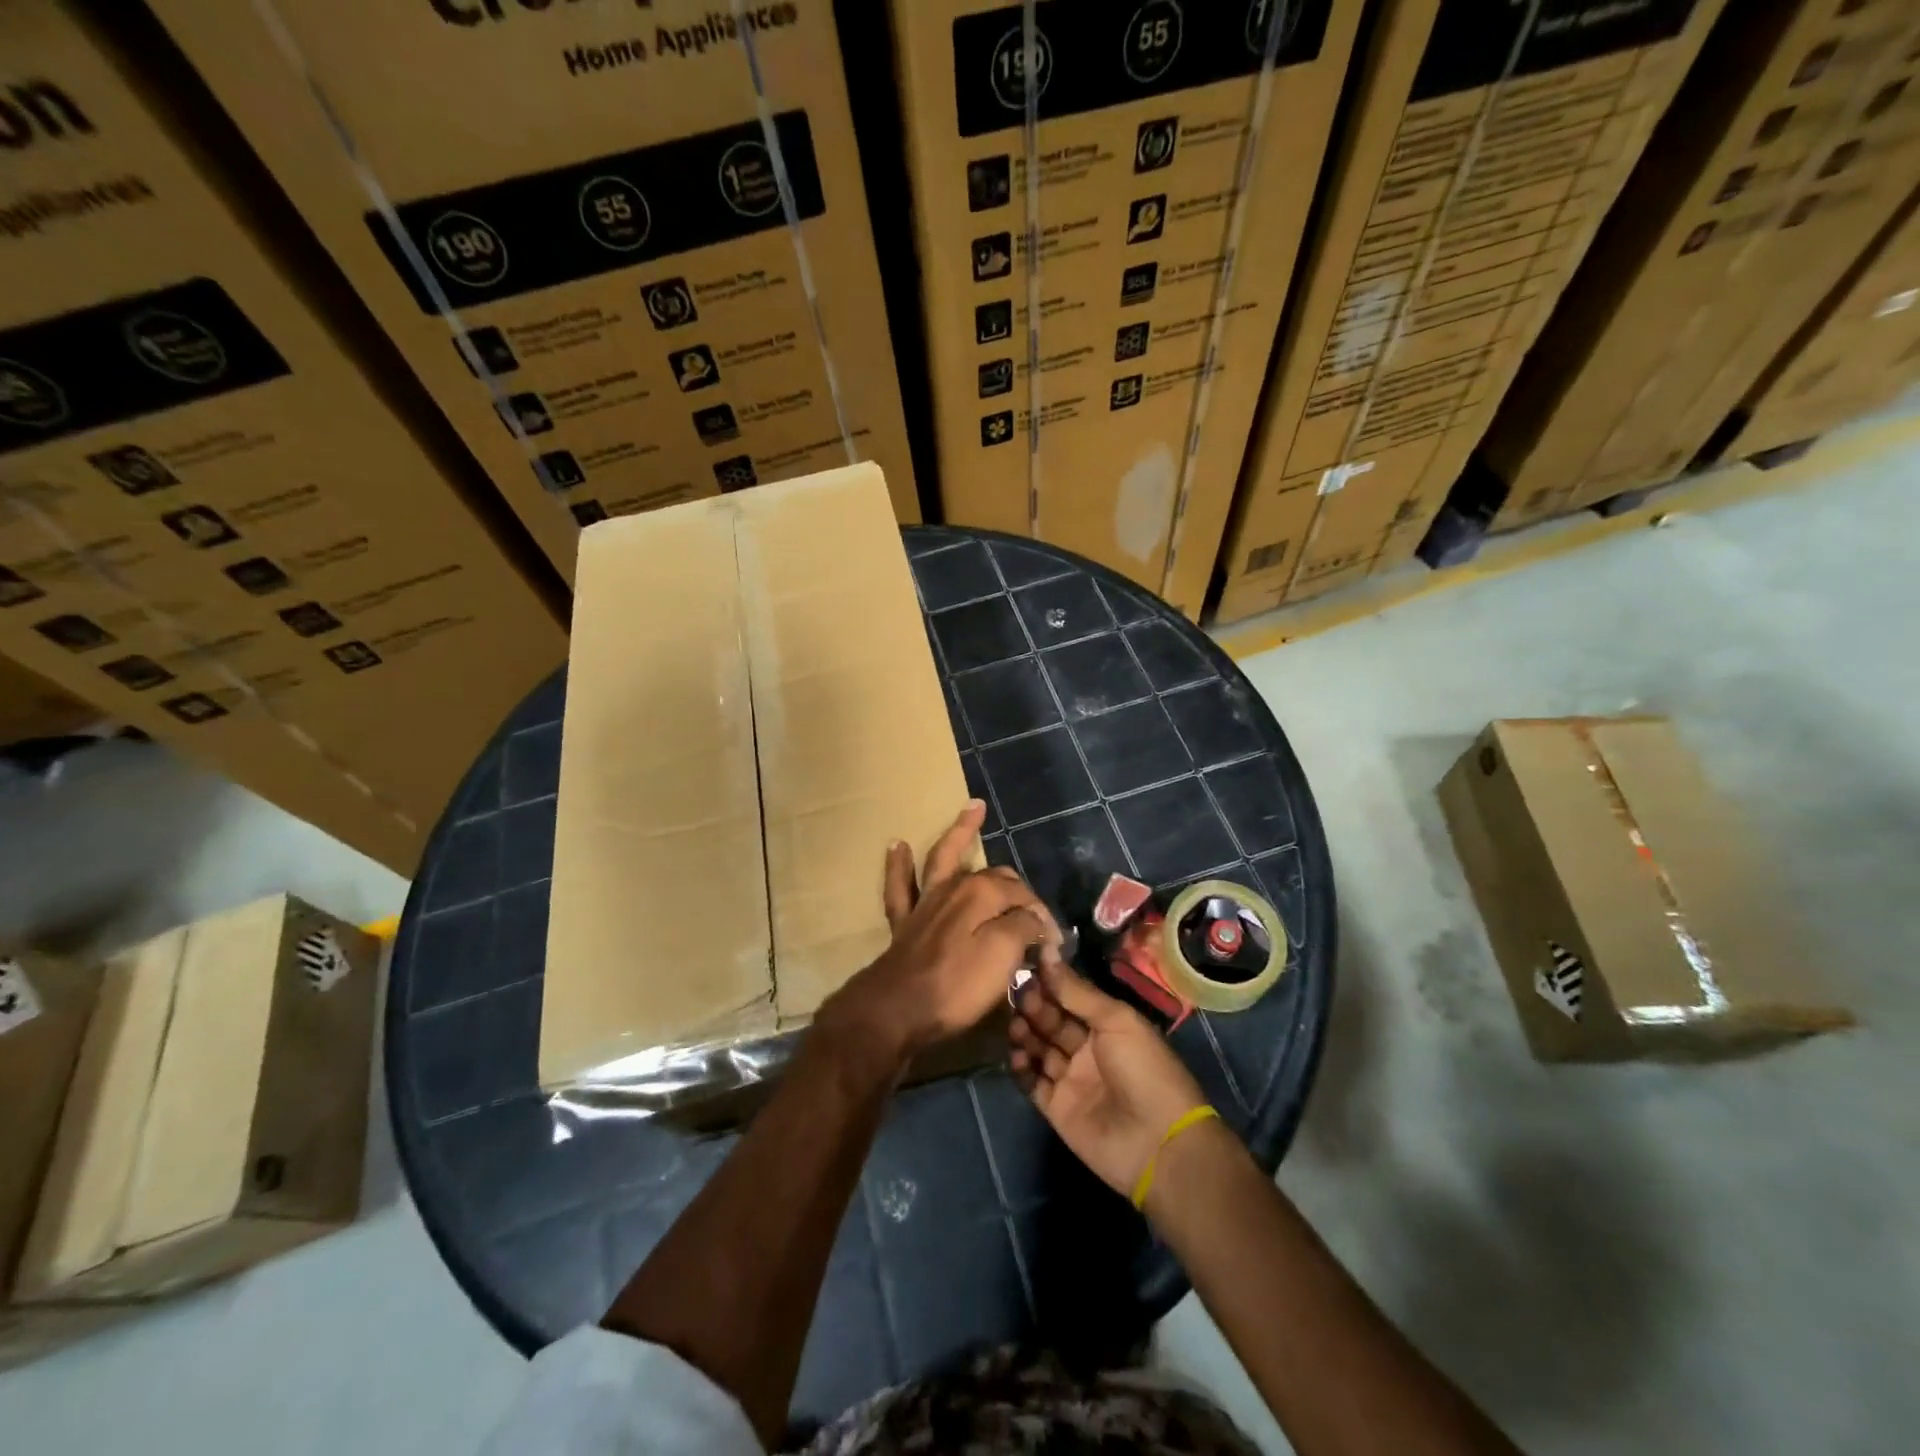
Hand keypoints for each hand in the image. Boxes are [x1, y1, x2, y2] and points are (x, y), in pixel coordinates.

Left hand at [825, 801, 1056, 1059]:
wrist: (899, 1008)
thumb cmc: (957, 984)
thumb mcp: (1004, 957)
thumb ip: (1024, 929)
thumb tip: (1036, 920)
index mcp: (982, 893)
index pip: (1024, 897)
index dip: (1042, 919)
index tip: (1053, 947)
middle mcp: (955, 887)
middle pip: (995, 876)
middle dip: (1017, 887)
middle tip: (1034, 910)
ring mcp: (927, 901)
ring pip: (944, 858)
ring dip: (959, 832)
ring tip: (973, 809)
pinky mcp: (905, 921)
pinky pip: (900, 885)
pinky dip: (899, 865)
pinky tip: (897, 845)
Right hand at [1010, 955, 1208, 1199]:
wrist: (1158, 1143)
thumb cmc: (1144, 1069)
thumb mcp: (1116, 1020)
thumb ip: (1077, 991)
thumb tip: (1047, 954)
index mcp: (1107, 1025)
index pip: (1071, 997)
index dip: (1050, 984)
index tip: (1026, 967)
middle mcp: (1087, 1049)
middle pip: (1052, 1021)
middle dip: (1035, 1006)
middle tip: (1018, 995)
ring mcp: (1071, 1079)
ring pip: (1039, 1049)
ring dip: (1025, 1034)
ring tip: (1016, 1026)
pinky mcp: (1057, 1108)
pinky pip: (1032, 1082)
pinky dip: (1021, 1067)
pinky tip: (1016, 1054)